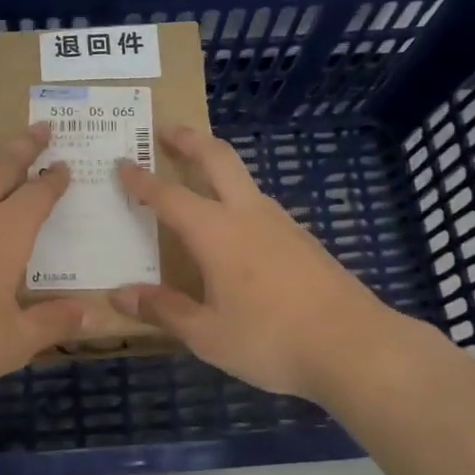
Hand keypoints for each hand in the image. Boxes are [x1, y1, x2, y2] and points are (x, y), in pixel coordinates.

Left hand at [0, 124, 89, 405]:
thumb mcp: (15, 341)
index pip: (36, 195)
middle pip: (0, 171)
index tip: (64, 164)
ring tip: (8, 174)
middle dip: (22, 147)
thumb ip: (52, 323)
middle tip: (41, 127)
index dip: (53, 179)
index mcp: (5, 234)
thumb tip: (88, 315)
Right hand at [110, 125, 404, 401]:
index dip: (141, 180)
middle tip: (166, 129)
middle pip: (218, 158)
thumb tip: (119, 296)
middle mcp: (248, 215)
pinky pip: (261, 206)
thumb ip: (163, 310)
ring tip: (198, 177)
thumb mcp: (208, 335)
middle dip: (190, 139)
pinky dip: (238, 198)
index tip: (121, 164)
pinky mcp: (304, 240)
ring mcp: (282, 224)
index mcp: (216, 233)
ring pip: (244, 180)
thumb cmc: (272, 340)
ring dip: (217, 166)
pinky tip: (236, 228)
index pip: (169, 196)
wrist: (355, 346)